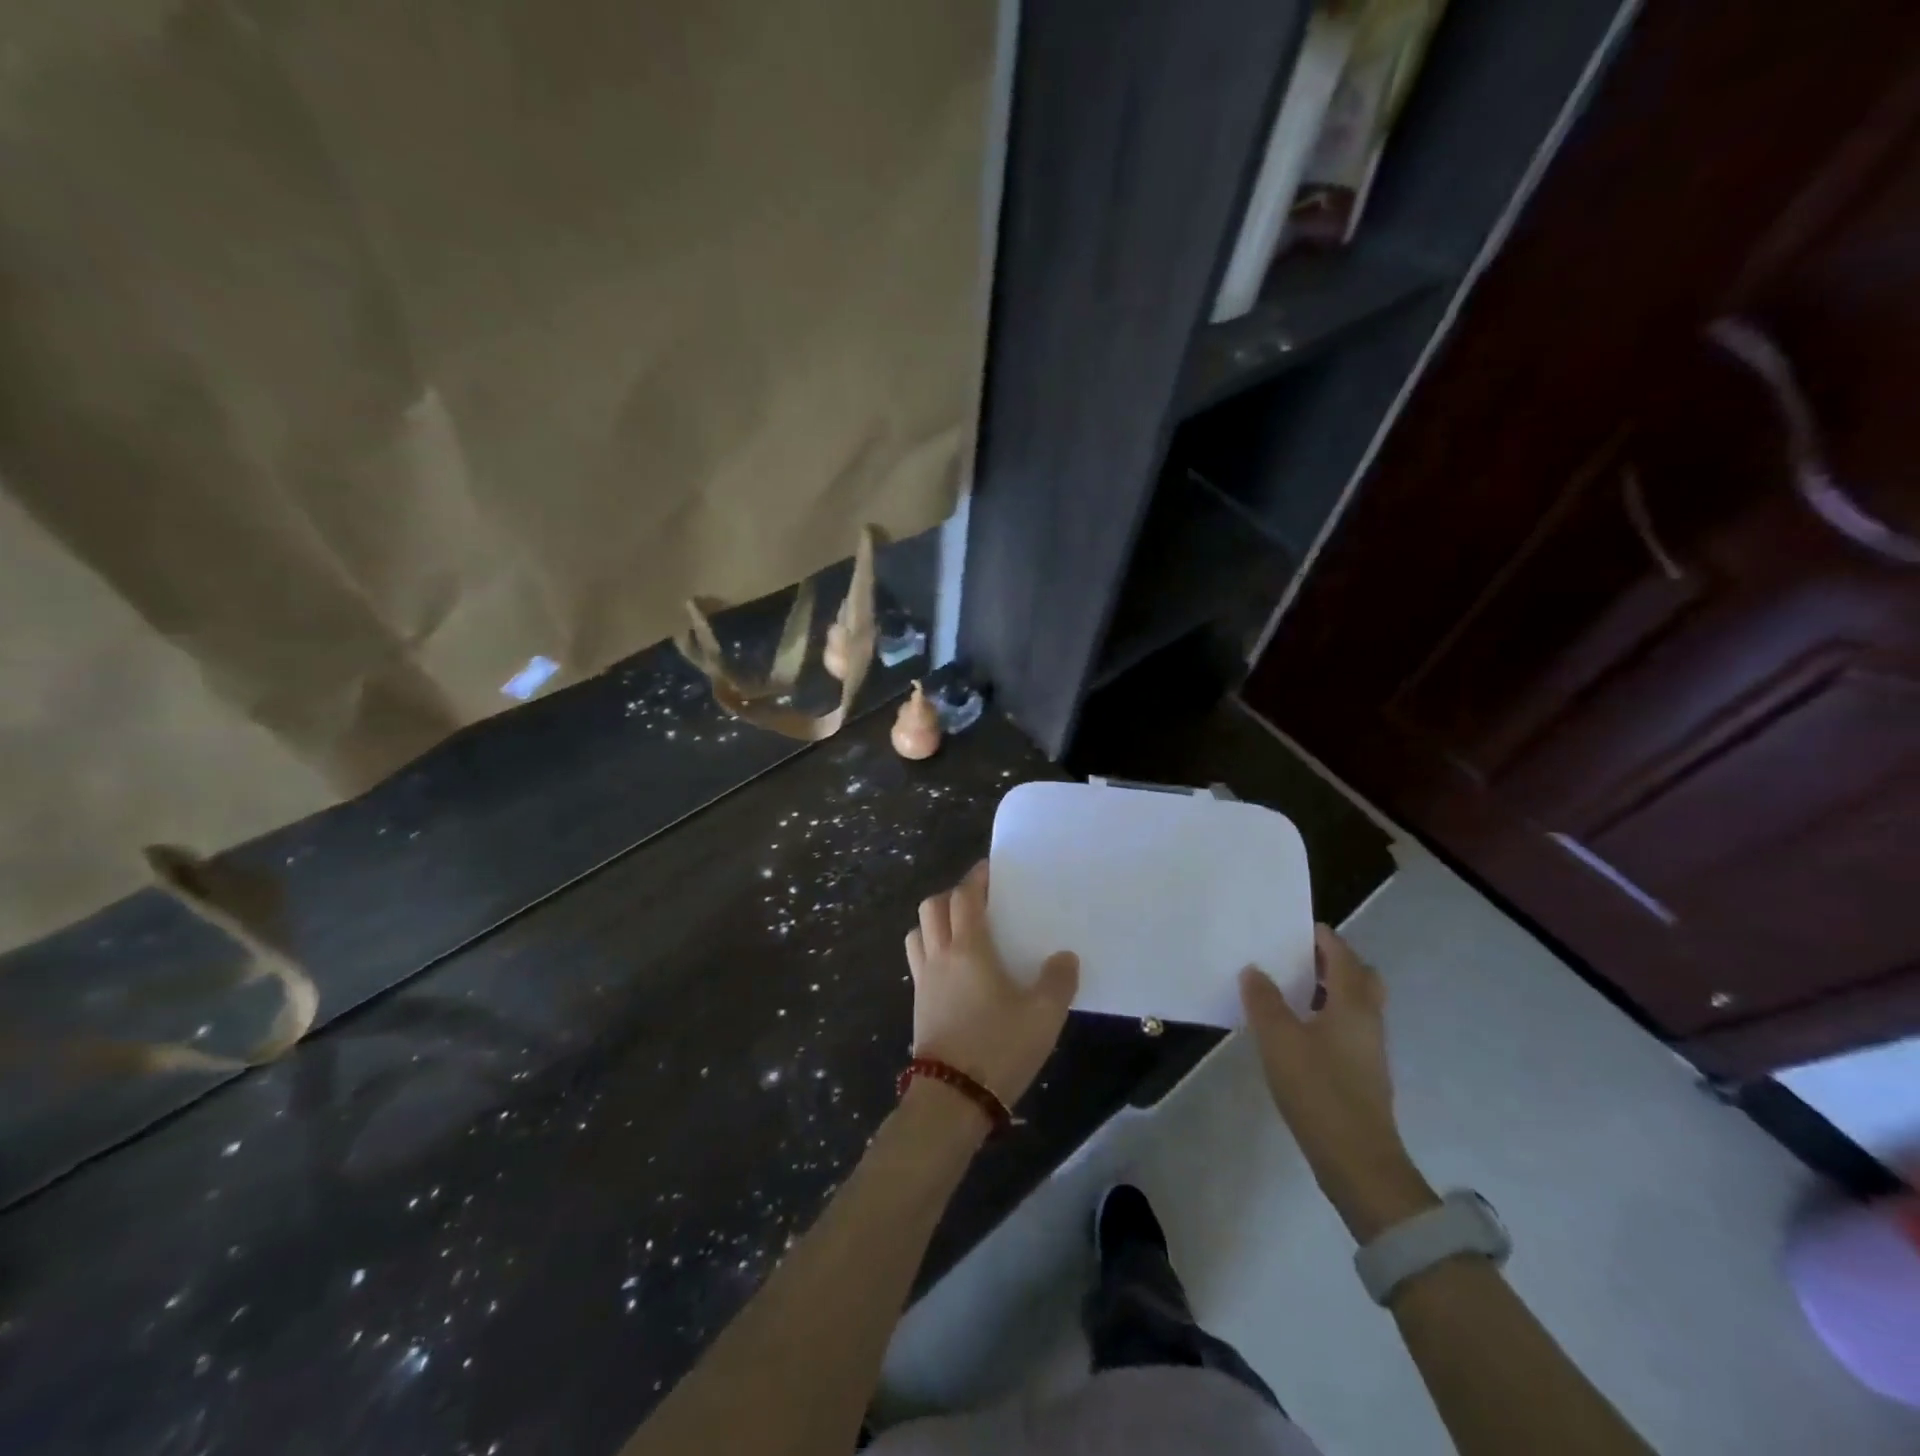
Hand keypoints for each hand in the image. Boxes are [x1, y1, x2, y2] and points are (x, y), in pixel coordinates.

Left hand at [905, 862, 1078, 1107]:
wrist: (952, 1098)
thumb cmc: (999, 1047)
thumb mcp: (1043, 1015)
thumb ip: (1058, 981)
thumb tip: (1065, 957)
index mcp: (968, 948)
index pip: (964, 897)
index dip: (975, 879)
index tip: (990, 870)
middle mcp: (940, 955)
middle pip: (932, 907)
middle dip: (952, 895)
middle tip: (978, 900)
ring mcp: (924, 980)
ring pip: (918, 932)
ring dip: (935, 921)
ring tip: (962, 930)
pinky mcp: (918, 1004)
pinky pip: (918, 960)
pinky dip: (931, 950)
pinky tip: (955, 970)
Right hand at [1241, 926, 1435, 1241]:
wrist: (1358, 1162)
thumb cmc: (1318, 1090)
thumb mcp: (1278, 1039)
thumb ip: (1264, 1000)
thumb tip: (1254, 970)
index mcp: (1353, 1003)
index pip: (1342, 955)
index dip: (1320, 937)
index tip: (1293, 927)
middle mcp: (1368, 1020)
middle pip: (1359, 977)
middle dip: (1331, 961)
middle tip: (1296, 957)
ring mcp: (1369, 1049)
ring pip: (1355, 1003)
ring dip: (1328, 989)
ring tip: (1289, 989)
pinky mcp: (1363, 1073)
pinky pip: (1348, 1027)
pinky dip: (1327, 1014)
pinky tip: (1297, 1029)